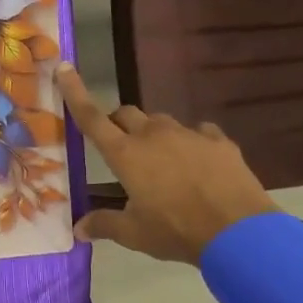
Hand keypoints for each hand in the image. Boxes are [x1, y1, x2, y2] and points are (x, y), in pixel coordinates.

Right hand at [57, 64, 275, 264]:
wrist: (238, 231)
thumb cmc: (176, 230)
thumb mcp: (134, 234)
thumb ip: (104, 224)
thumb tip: (78, 228)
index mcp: (125, 154)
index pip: (91, 117)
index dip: (75, 93)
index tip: (64, 68)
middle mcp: (153, 135)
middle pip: (126, 114)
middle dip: (117, 124)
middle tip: (119, 148)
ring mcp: (189, 134)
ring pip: (161, 122)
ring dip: (153, 135)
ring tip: (161, 163)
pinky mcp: (218, 141)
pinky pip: (198, 132)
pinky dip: (190, 143)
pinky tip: (197, 163)